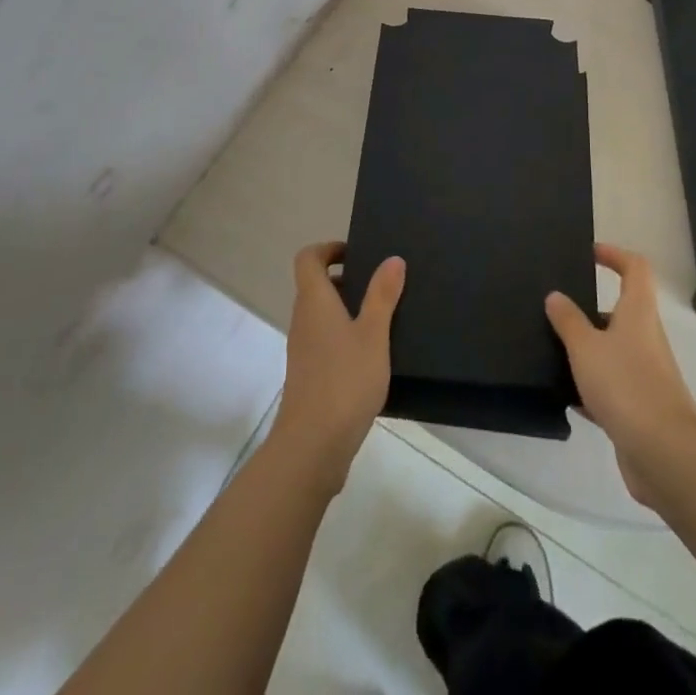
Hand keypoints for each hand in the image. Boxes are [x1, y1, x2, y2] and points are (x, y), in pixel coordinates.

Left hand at [270, 242, 404, 496]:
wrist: (312, 447)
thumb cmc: (344, 381)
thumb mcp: (373, 334)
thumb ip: (382, 295)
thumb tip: (392, 258)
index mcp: (314, 302)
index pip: (308, 259)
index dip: (329, 249)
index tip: (358, 253)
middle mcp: (303, 320)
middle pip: (315, 286)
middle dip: (346, 280)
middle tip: (380, 285)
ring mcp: (303, 350)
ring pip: (322, 316)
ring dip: (347, 310)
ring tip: (384, 319)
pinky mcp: (309, 376)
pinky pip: (325, 341)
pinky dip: (345, 337)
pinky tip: (373, 356)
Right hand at [545, 244, 695, 504]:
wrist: (664, 454)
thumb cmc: (626, 386)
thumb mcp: (586, 348)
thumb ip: (568, 320)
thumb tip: (555, 295)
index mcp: (638, 313)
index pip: (635, 268)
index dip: (615, 255)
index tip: (590, 254)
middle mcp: (647, 337)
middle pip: (622, 310)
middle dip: (590, 308)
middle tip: (557, 309)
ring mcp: (647, 374)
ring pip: (614, 350)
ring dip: (588, 350)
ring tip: (553, 351)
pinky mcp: (642, 407)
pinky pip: (613, 386)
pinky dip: (591, 387)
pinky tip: (566, 396)